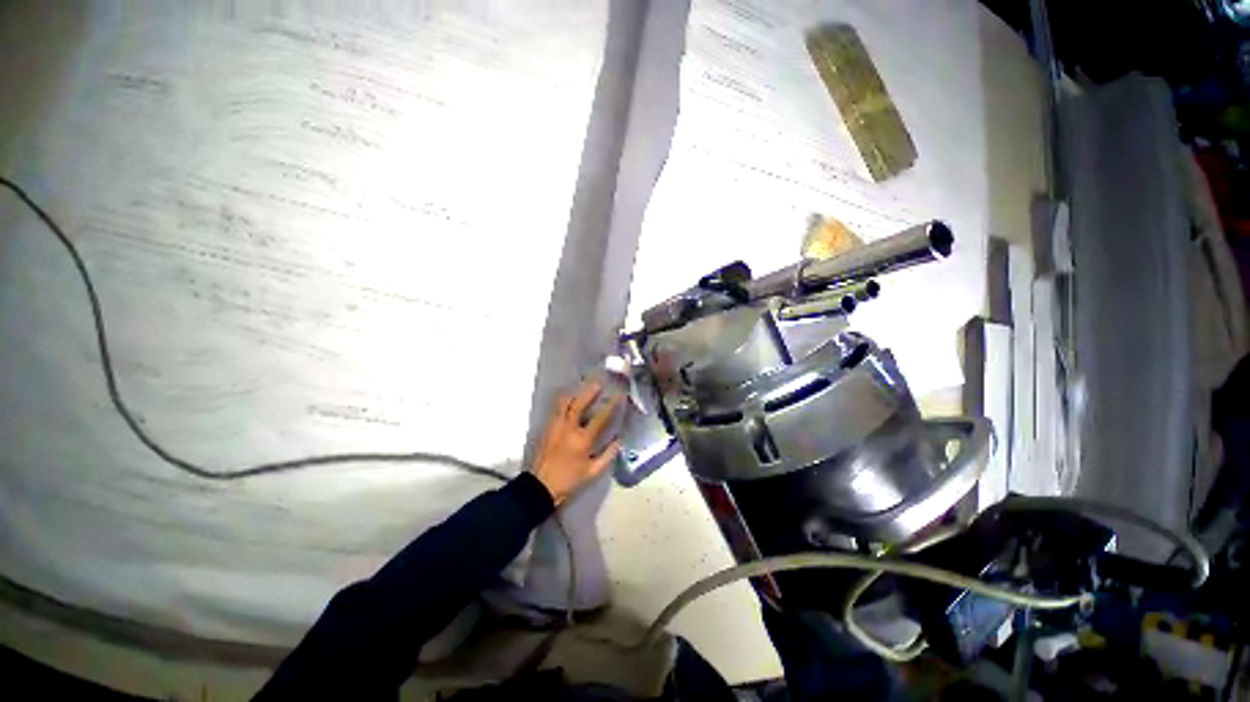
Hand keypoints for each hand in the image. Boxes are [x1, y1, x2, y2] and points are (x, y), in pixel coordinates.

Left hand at [531, 379, 623, 505]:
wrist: (540, 487)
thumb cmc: (569, 480)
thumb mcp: (592, 472)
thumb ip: (607, 455)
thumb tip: (618, 440)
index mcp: (582, 439)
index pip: (600, 417)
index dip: (611, 405)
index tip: (619, 395)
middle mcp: (568, 428)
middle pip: (579, 403)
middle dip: (590, 390)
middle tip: (599, 380)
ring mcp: (555, 426)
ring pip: (564, 402)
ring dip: (575, 393)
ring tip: (583, 386)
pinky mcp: (547, 427)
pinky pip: (557, 409)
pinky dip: (565, 401)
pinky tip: (571, 399)